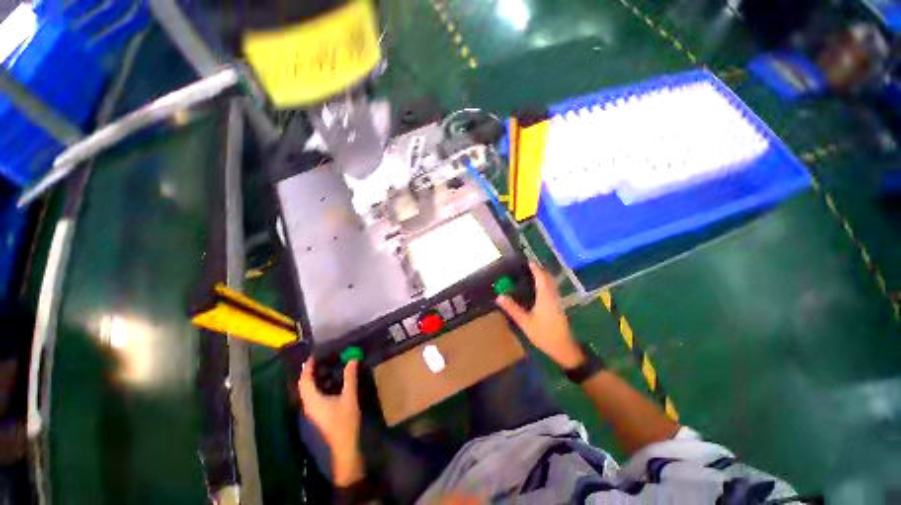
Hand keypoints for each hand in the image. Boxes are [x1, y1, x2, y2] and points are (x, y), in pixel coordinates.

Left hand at [297, 357, 363, 485]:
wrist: (344, 446)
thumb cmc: (344, 421)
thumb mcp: (349, 397)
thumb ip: (350, 377)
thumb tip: (352, 359)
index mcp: (312, 400)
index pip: (305, 380)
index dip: (308, 367)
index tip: (314, 355)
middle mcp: (308, 404)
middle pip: (305, 385)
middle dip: (312, 371)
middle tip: (324, 358)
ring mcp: (312, 410)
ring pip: (310, 391)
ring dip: (317, 378)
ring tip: (329, 366)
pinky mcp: (318, 414)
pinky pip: (315, 395)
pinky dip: (321, 386)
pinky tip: (333, 382)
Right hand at [495, 262, 583, 368]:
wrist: (563, 348)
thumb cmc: (544, 334)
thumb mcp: (525, 322)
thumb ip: (512, 309)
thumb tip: (499, 296)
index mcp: (545, 297)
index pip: (541, 277)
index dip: (535, 268)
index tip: (528, 261)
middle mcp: (553, 296)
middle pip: (548, 278)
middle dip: (540, 271)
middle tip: (528, 267)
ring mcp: (557, 301)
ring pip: (551, 284)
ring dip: (543, 277)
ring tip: (532, 275)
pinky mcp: (558, 307)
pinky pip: (551, 290)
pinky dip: (545, 284)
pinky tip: (538, 289)